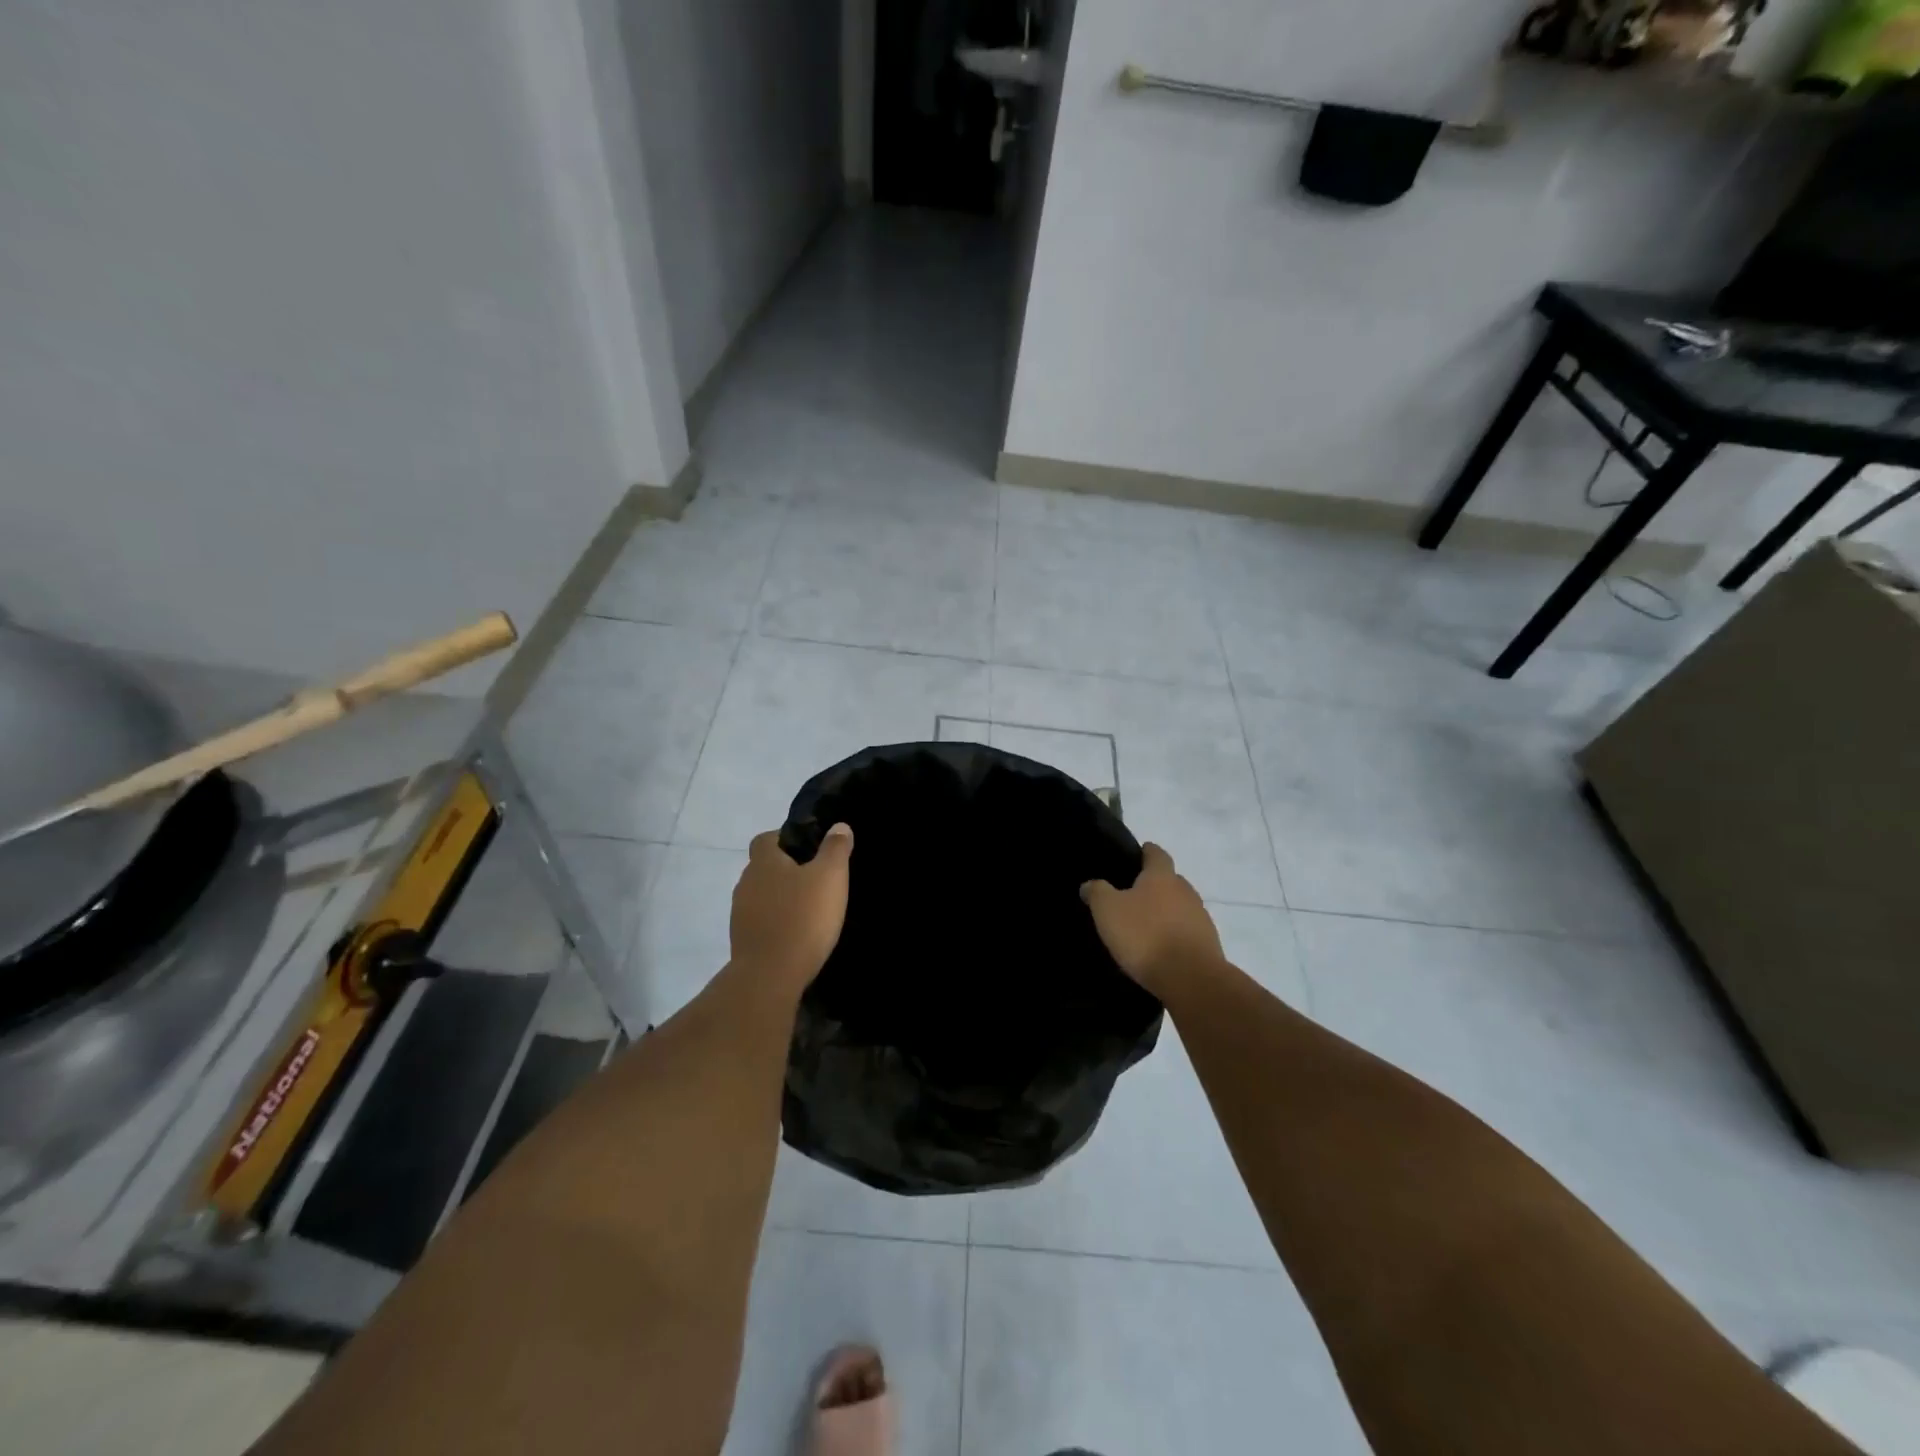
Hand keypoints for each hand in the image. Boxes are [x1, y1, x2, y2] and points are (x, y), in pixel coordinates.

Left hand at [730, 824, 853, 991]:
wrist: (770, 976)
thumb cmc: (803, 917)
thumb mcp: (830, 877)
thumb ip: (835, 848)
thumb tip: (838, 826)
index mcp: (763, 862)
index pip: (765, 839)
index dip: (784, 839)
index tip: (808, 849)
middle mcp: (746, 883)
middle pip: (763, 868)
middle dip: (785, 870)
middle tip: (815, 879)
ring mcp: (740, 914)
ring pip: (761, 896)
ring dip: (780, 899)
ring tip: (808, 909)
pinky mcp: (742, 941)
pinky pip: (761, 922)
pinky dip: (776, 923)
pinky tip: (796, 934)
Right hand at [1081, 843, 1223, 997]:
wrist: (1191, 978)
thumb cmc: (1145, 935)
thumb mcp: (1108, 910)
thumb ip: (1097, 892)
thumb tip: (1089, 884)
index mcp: (1162, 876)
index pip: (1156, 854)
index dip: (1146, 852)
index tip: (1138, 853)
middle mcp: (1186, 891)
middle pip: (1171, 880)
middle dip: (1155, 885)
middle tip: (1133, 895)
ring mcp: (1200, 918)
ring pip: (1180, 907)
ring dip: (1166, 912)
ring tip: (1145, 925)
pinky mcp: (1208, 944)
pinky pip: (1187, 932)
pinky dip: (1174, 934)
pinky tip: (1160, 948)